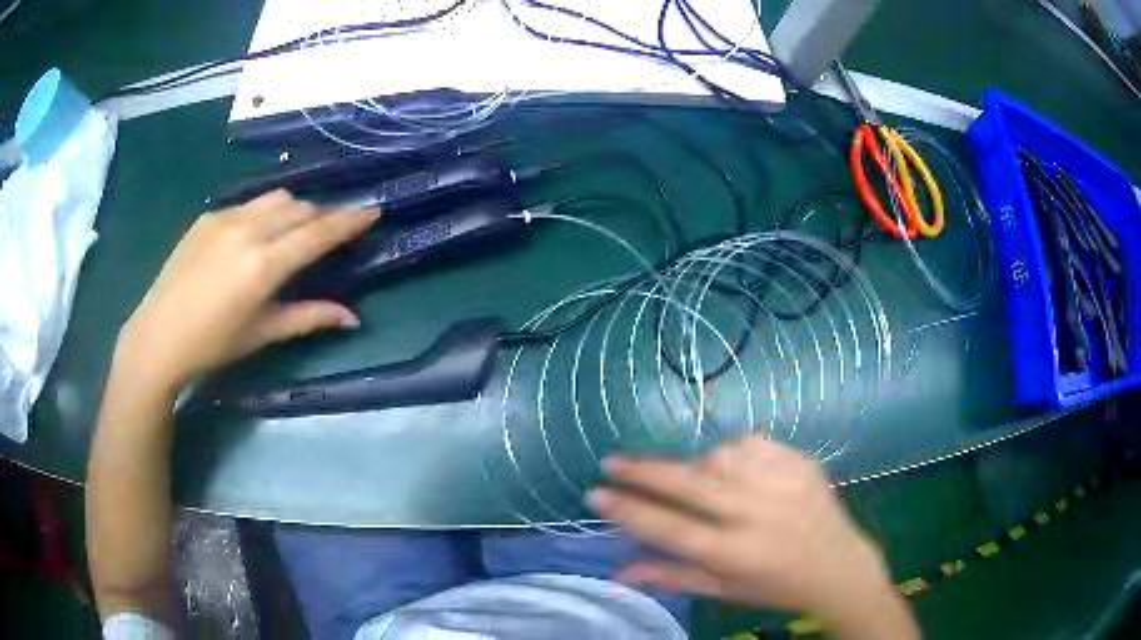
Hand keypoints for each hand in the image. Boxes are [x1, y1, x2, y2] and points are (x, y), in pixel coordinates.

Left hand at [113, 190, 378, 396]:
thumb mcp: (263, 333)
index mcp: (264, 265)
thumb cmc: (213, 344)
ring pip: (276, 199)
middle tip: (330, 233)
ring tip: (293, 232)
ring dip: (294, 210)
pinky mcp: (209, 216)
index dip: (348, 221)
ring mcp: (225, 218)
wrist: (158, 335)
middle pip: (300, 208)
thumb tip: (352, 318)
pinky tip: (254, 237)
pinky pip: (249, 204)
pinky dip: (264, 214)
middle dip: (321, 217)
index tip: (372, 212)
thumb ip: (309, 317)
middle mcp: (248, 231)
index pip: (317, 233)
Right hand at [590, 437, 918, 639]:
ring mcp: (781, 483)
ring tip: (695, 479)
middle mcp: (756, 514)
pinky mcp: (800, 463)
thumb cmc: (775, 586)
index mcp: (734, 553)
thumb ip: (671, 577)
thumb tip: (618, 572)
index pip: (667, 527)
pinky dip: (734, 453)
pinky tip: (734, 468)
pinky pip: (752, 443)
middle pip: (687, 484)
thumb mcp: (723, 590)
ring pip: (719, 456)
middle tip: (612, 462)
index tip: (595, 493)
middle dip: (642, 471)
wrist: (838, 566)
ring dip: (697, 465)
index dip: (626, 509)